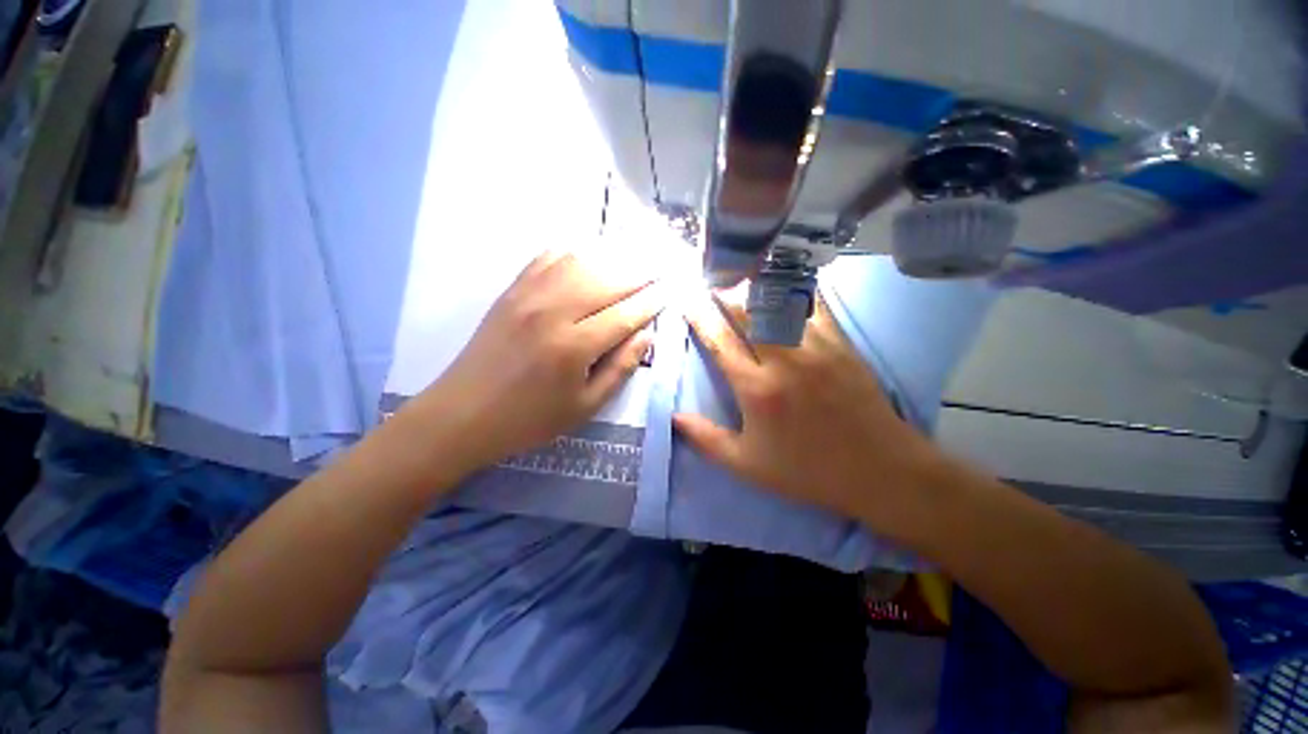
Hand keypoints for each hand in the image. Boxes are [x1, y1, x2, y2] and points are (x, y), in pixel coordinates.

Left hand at [413, 252, 663, 469]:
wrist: (464, 414)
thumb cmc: (530, 419)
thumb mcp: (585, 407)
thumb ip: (620, 369)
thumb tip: (646, 336)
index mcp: (574, 346)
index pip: (625, 315)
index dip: (651, 302)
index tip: (669, 290)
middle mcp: (554, 311)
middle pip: (607, 281)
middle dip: (639, 274)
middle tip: (659, 268)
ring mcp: (529, 296)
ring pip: (580, 262)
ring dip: (610, 257)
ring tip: (631, 258)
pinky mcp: (511, 291)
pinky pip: (547, 258)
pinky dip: (573, 252)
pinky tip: (587, 255)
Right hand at [674, 293, 941, 529]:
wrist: (878, 469)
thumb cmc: (806, 470)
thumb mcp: (748, 465)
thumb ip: (706, 439)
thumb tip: (674, 416)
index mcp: (756, 389)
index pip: (719, 341)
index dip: (699, 316)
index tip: (686, 299)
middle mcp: (784, 360)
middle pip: (747, 312)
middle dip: (723, 291)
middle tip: (709, 278)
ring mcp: (817, 347)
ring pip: (779, 302)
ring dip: (754, 284)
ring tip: (739, 272)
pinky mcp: (842, 344)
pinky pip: (814, 305)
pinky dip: (795, 289)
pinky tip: (784, 279)